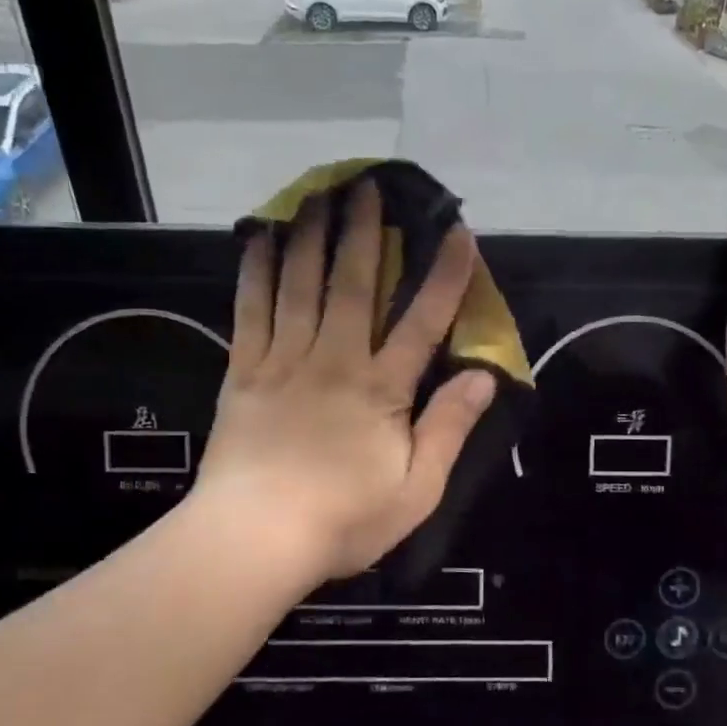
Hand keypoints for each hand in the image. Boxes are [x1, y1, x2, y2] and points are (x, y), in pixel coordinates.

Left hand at [195, 180, 495, 581]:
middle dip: (365, 233)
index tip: (457, 232)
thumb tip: (483, 375)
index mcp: (380, 389)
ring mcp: (283, 361)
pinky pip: (251, 310)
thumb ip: (449, 428)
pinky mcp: (243, 372)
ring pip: (300, 285)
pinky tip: (261, 240)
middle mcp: (333, 360)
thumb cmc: (343, 520)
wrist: (252, 540)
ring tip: (318, 194)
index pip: (421, 321)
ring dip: (312, 236)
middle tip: (368, 185)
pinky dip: (257, 271)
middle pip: (353, 284)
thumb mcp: (417, 490)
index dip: (444, 276)